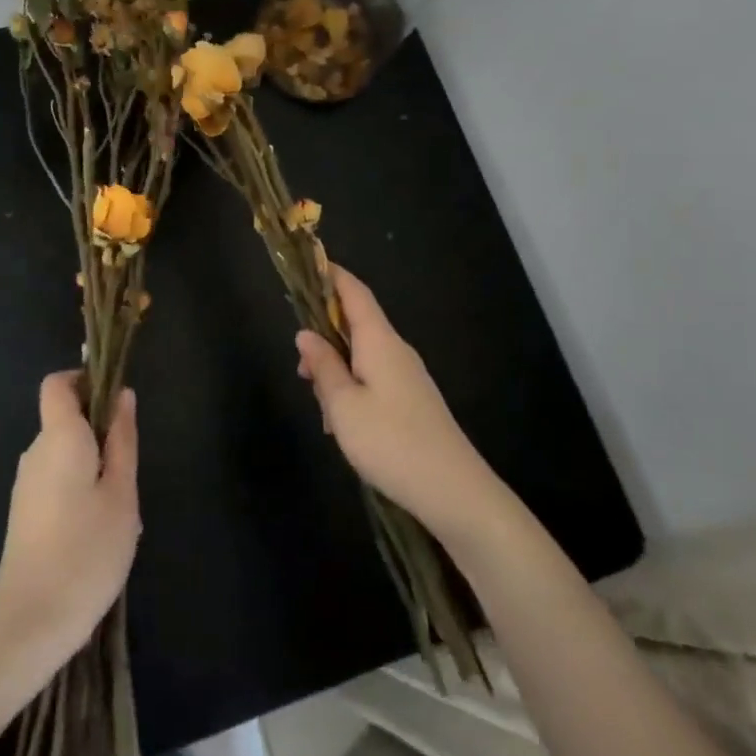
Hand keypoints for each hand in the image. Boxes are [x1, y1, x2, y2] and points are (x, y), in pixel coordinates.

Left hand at [0, 372, 139, 668]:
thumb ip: (122, 440)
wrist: (31, 620)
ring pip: (66, 454)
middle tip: (129, 473)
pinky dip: (80, 490)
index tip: (114, 402)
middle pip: (66, 420)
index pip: (58, 384)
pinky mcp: (24, 512)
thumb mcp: (121, 493)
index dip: (84, 380)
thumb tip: (122, 396)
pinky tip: (99, 532)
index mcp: (59, 437)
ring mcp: (26, 484)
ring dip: (93, 467)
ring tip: (119, 511)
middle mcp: (36, 452)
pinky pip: (57, 481)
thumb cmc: (86, 549)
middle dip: (100, 433)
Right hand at [295, 268, 502, 542]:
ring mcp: (408, 376)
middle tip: (300, 366)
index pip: (354, 292)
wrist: (455, 492)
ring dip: (336, 367)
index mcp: (379, 341)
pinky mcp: (413, 401)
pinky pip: (374, 378)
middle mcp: (396, 350)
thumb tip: (305, 333)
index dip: (332, 275)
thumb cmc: (391, 442)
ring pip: (363, 355)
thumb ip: (323, 366)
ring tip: (319, 404)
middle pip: (356, 323)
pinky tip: (342, 424)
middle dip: (324, 333)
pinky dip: (352, 388)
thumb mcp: (343, 406)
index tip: (308, 264)